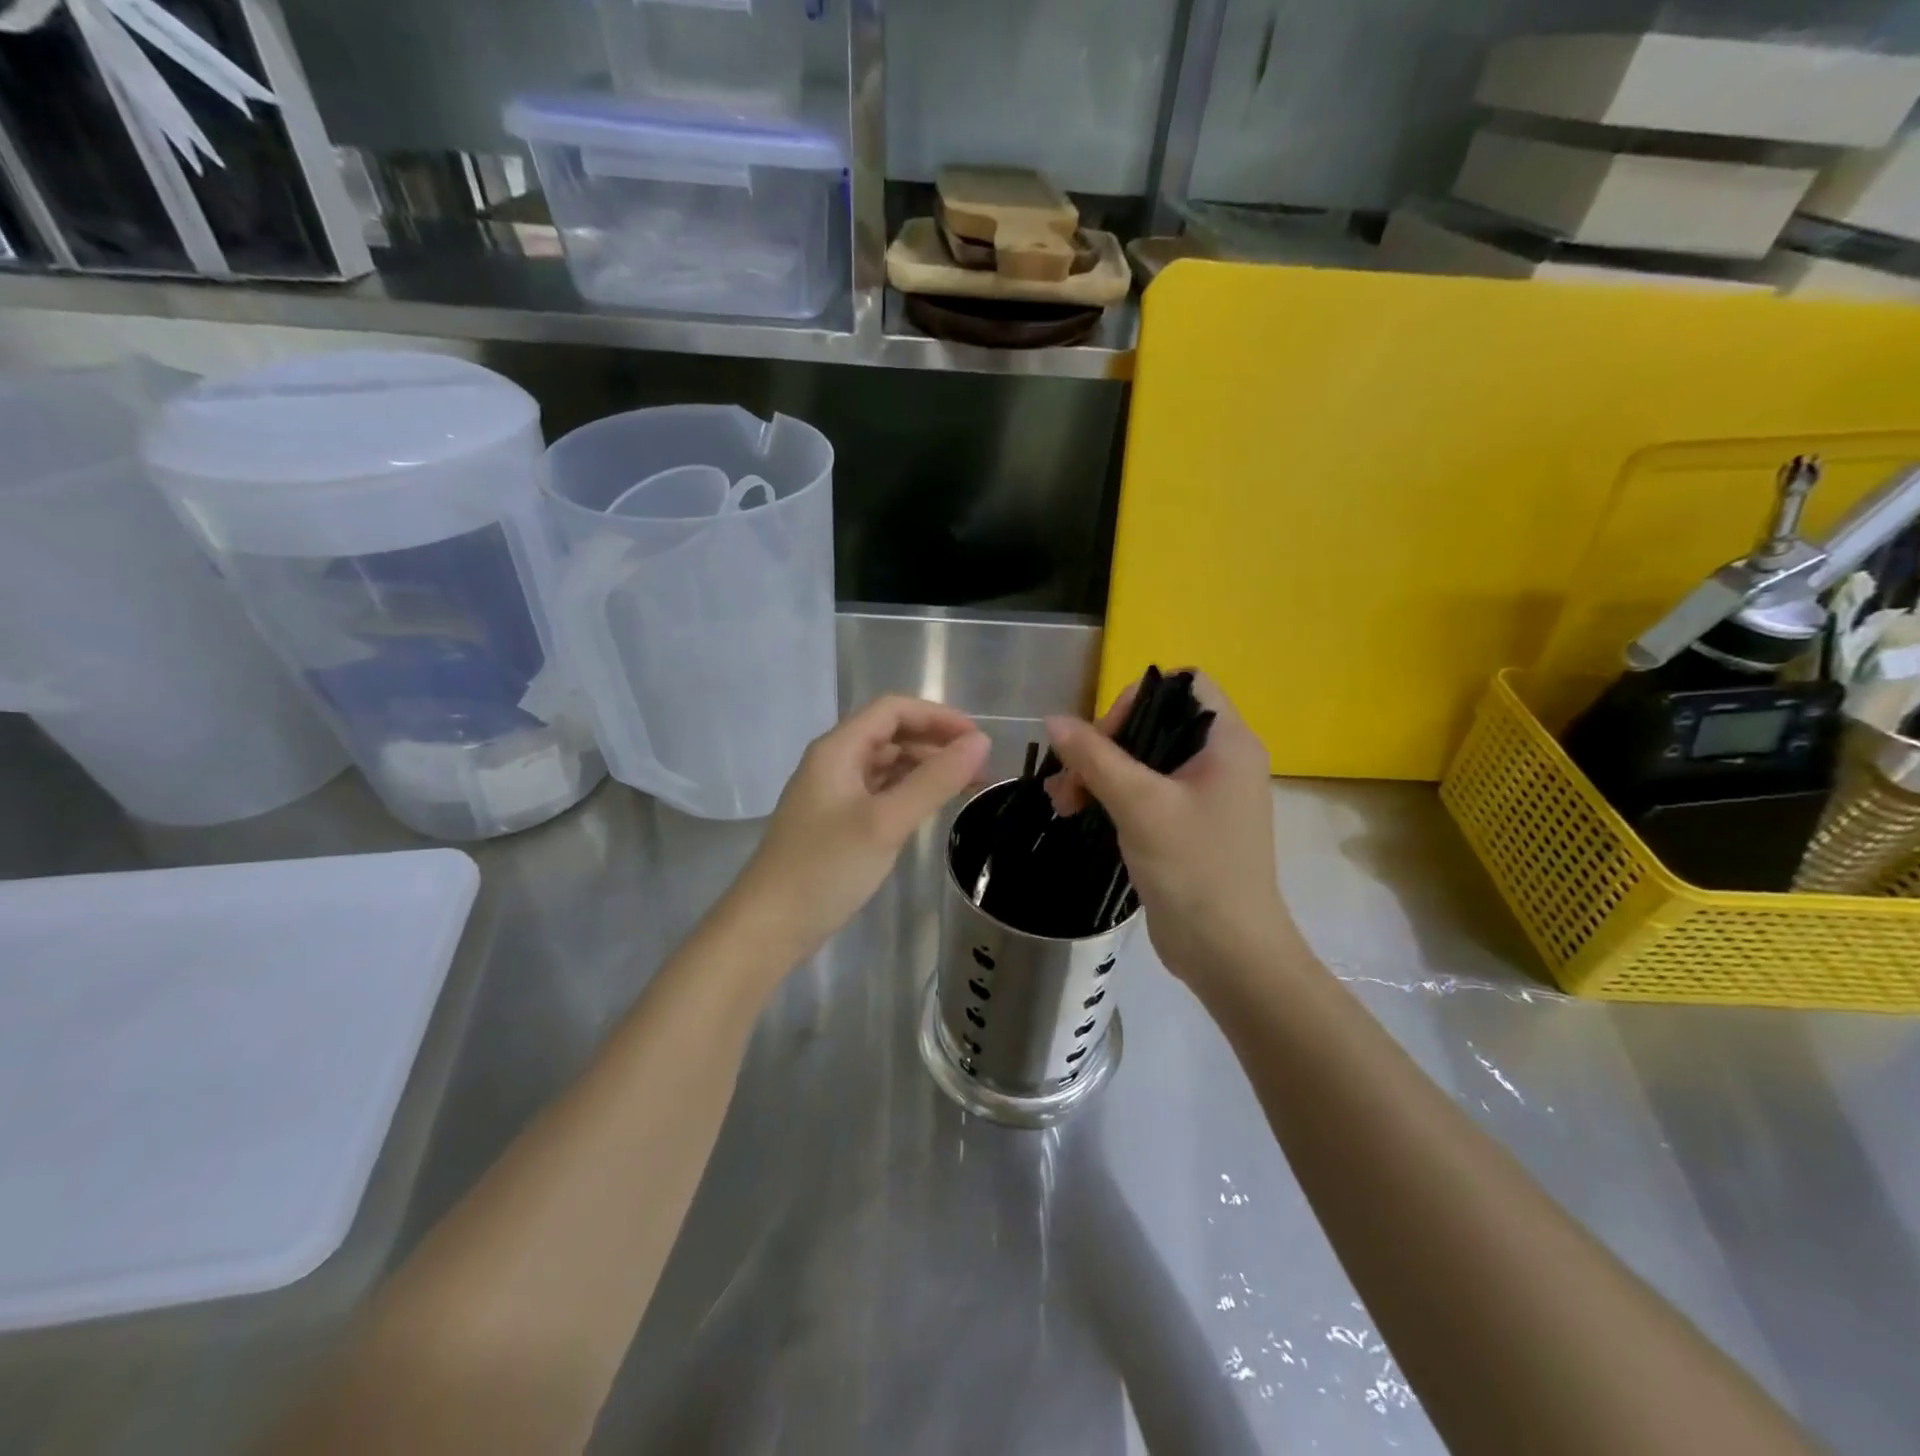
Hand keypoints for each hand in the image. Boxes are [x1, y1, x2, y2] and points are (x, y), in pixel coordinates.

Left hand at [733, 695, 989, 958]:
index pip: (893, 710)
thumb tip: (980, 742)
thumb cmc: (825, 867)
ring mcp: (834, 794)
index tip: (977, 739)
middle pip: (891, 735)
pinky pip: (880, 793)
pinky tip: (931, 808)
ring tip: (966, 788)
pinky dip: (909, 793)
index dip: (937, 716)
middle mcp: (834, 762)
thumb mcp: (885, 821)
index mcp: (838, 749)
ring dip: (926, 769)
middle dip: (936, 744)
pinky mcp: (837, 823)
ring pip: (887, 765)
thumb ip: (934, 780)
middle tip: (980, 769)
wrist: (769, 926)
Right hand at [1044, 673, 1294, 982]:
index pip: (1185, 685)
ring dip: (1099, 772)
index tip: (1105, 737)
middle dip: (1105, 744)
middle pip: (1155, 723)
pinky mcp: (1186, 824)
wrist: (1229, 953)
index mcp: (1227, 742)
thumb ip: (1095, 757)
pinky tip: (1075, 813)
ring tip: (1061, 802)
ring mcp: (1204, 794)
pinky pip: (1144, 792)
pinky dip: (1110, 796)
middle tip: (1069, 776)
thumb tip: (1054, 719)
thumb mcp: (1140, 805)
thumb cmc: (1194, 868)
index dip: (1138, 699)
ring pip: (1143, 760)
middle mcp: (1220, 760)